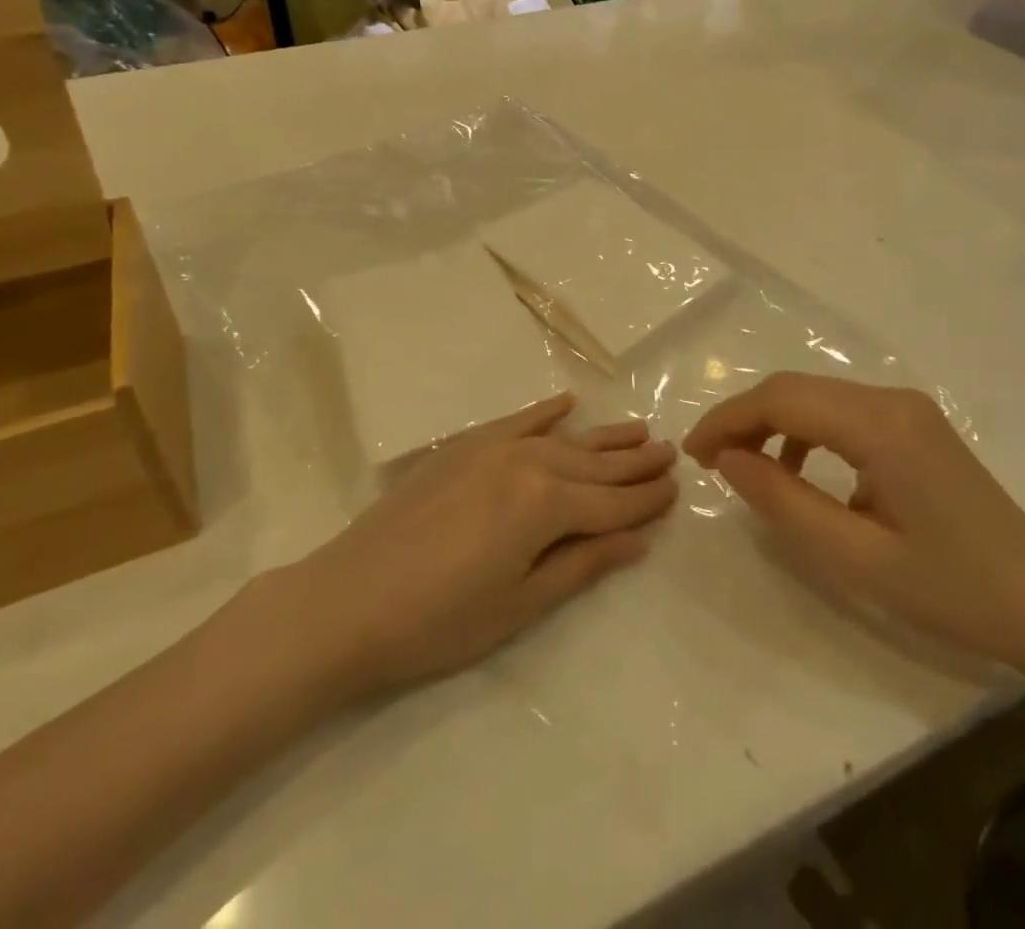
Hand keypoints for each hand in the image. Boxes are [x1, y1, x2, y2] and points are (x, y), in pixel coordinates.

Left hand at [271, 395, 677, 701]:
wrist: (347, 600)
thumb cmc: (439, 621)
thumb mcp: (520, 604)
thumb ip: (582, 564)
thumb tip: (638, 540)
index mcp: (544, 505)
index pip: (611, 503)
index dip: (646, 500)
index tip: (677, 489)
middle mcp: (526, 463)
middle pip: (593, 465)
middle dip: (634, 463)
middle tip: (670, 452)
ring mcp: (491, 448)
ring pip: (562, 439)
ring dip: (602, 436)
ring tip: (639, 429)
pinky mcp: (462, 447)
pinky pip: (515, 421)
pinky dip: (544, 412)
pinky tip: (567, 403)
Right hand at [684, 372, 1024, 669]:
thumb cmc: (954, 590)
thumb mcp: (857, 558)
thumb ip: (785, 503)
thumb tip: (729, 461)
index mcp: (881, 425)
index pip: (782, 399)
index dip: (728, 420)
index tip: (693, 455)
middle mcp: (891, 399)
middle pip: (795, 389)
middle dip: (743, 418)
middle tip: (710, 462)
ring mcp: (905, 408)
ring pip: (815, 396)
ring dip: (771, 423)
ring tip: (744, 468)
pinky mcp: (912, 423)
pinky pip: (841, 412)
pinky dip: (804, 432)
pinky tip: (798, 472)